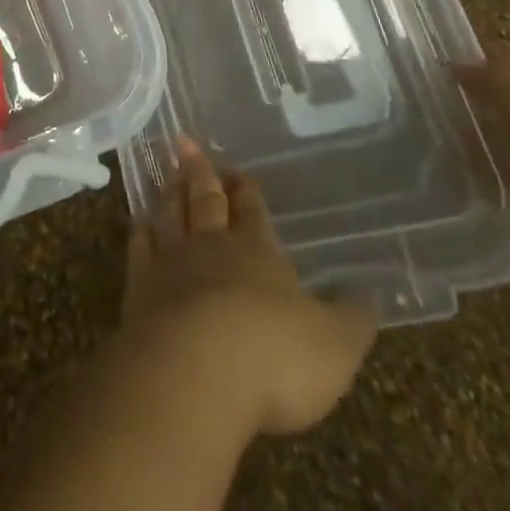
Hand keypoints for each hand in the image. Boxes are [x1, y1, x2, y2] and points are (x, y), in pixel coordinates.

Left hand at [122, 139, 375, 435]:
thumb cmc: (274, 354)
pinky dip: (140, 230)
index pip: (252, 212)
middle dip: (201, 172)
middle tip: (187, 143)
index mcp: (257, 252)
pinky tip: (139, 222)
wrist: (198, 367)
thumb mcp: (334, 345)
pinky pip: (139, 247)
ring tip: (168, 171)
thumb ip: (351, 319)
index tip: (239, 171)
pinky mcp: (140, 286)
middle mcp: (212, 246)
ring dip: (170, 191)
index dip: (247, 191)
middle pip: (205, 200)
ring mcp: (171, 261)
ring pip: (170, 214)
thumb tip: (370, 294)